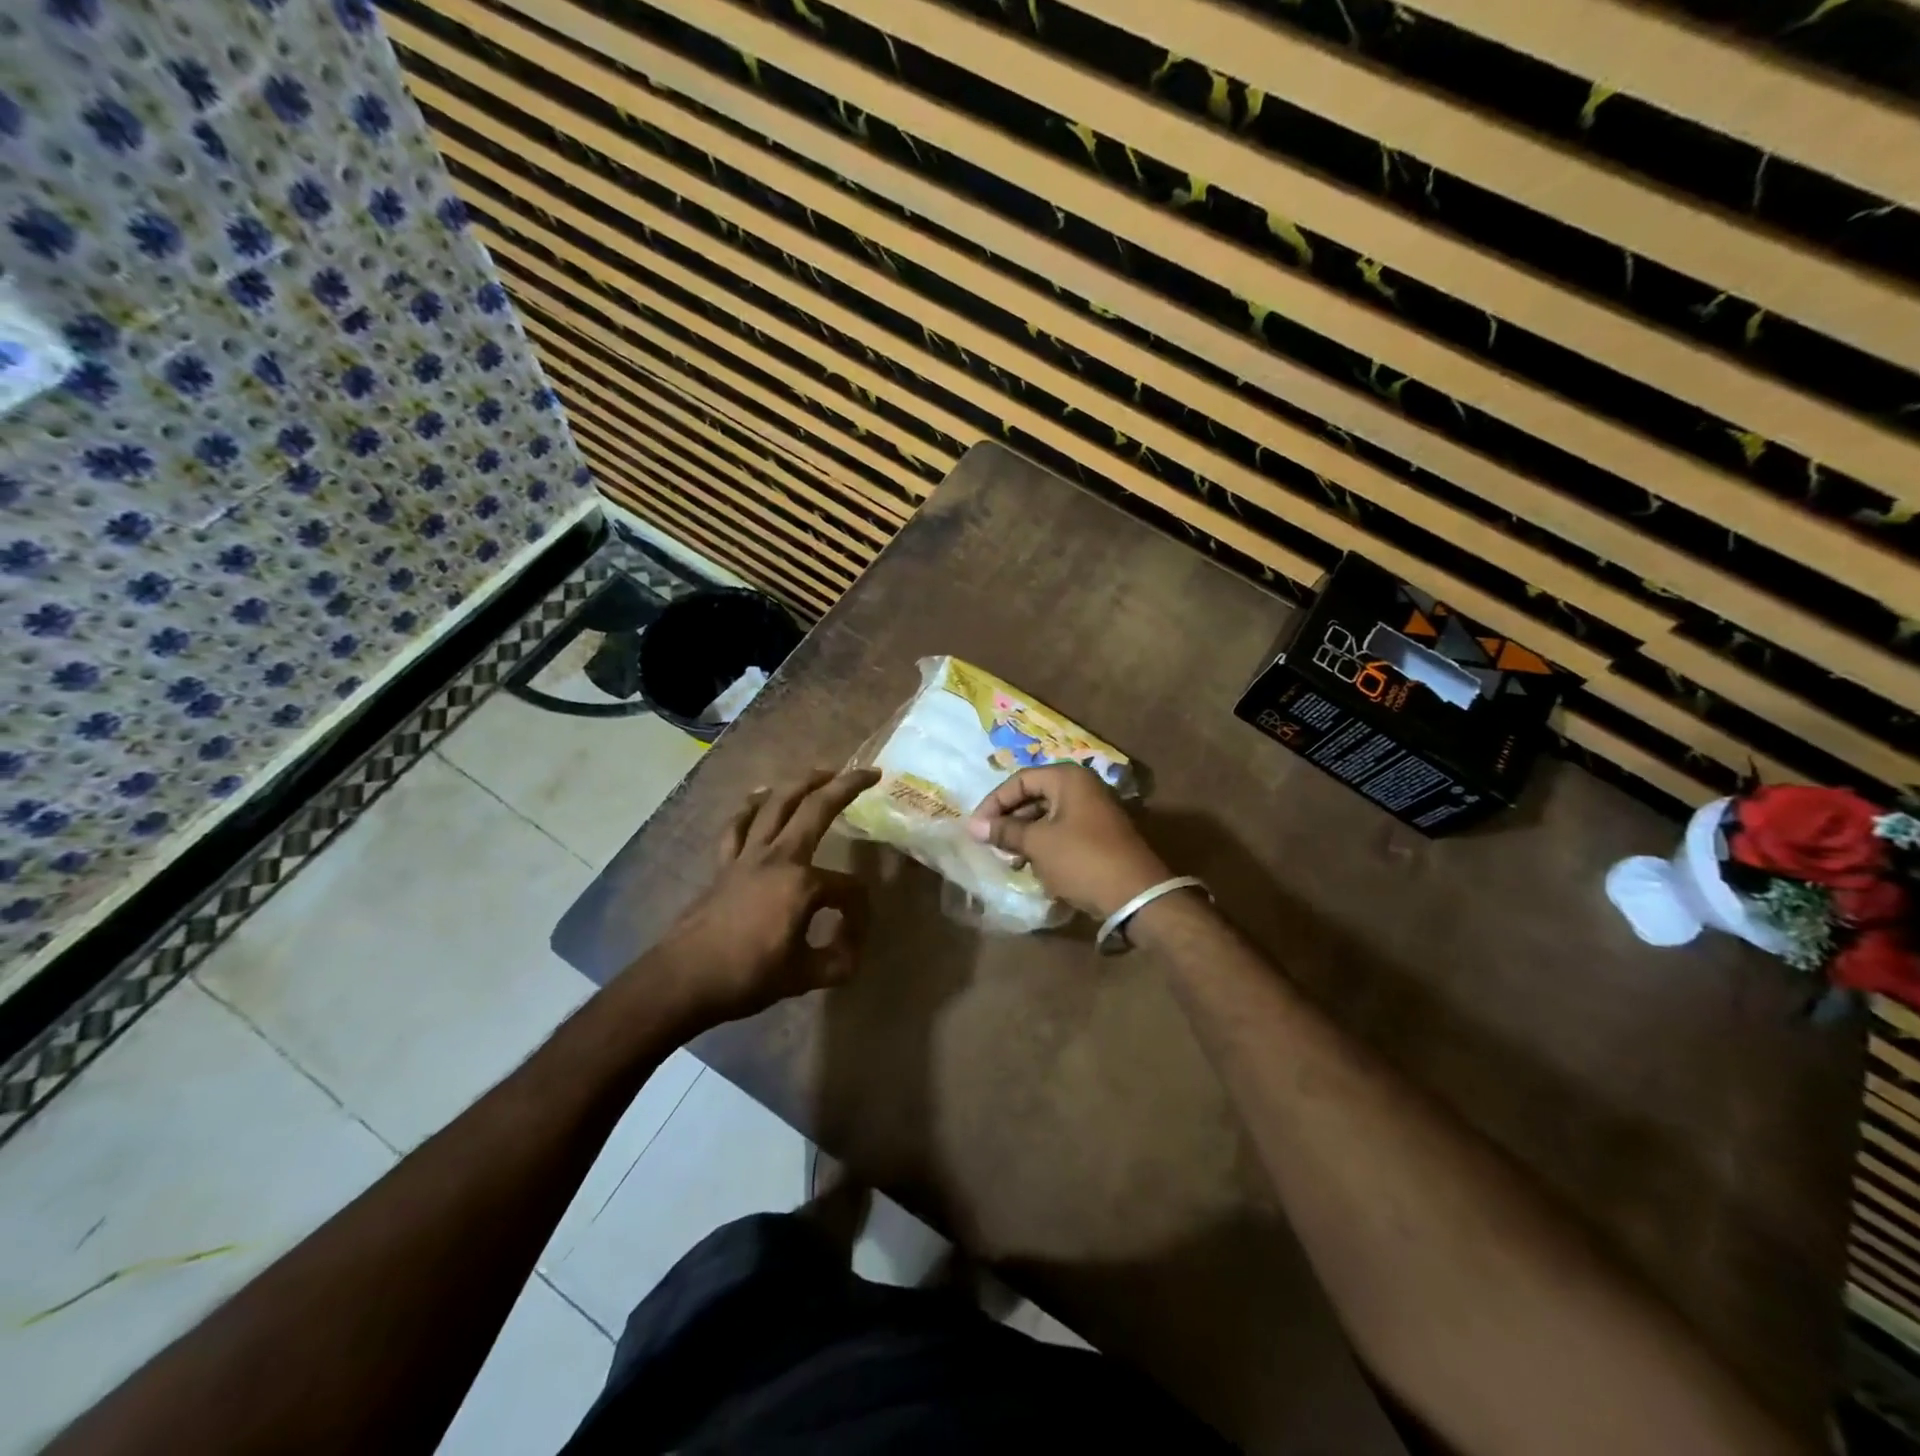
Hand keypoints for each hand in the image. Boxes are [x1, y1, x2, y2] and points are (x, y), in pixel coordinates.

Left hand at [651, 768, 879, 1026]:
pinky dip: (751, 806)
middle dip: (846, 787)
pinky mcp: (725, 863)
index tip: (853, 938)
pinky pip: (739, 825)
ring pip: (777, 804)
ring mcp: (748, 855)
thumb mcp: (805, 977)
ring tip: (823, 771)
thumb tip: (852, 949)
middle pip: (817, 809)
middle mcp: (779, 857)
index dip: (859, 911)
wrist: (684, 979)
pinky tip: (760, 795)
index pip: (848, 889)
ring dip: (802, 783)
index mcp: (803, 884)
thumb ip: (838, 960)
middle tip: (868, 773)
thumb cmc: (748, 976)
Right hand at [966, 764, 1170, 919]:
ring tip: (1009, 858)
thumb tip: (972, 825)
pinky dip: (1043, 844)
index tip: (977, 827)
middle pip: (1034, 795)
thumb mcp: (1038, 844)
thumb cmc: (1082, 860)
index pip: (1020, 780)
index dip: (995, 802)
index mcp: (1069, 779)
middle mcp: (1083, 788)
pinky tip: (1032, 866)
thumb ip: (1005, 831)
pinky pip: (1062, 831)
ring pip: (1047, 815)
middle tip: (990, 843)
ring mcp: (1094, 812)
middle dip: (1010, 819)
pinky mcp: (1099, 836)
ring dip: (1025, 834)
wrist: (1136, 896)